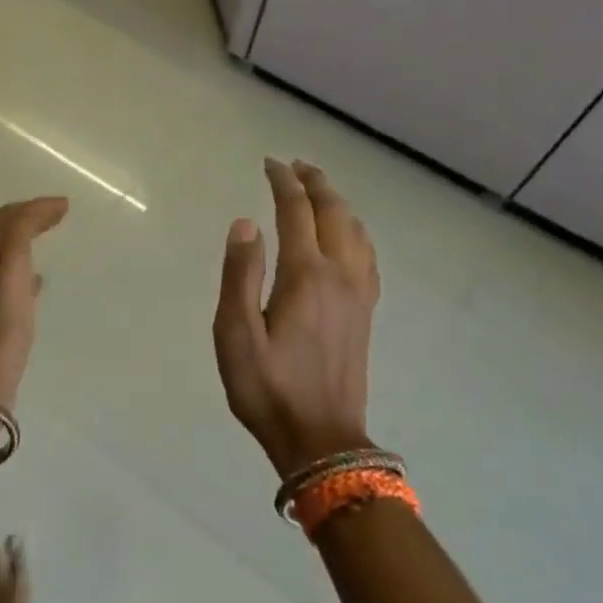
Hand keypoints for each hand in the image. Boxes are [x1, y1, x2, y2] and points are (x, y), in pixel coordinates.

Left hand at [0, 196, 68, 410]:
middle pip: (1, 232)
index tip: (66, 205)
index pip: (4, 215)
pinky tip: (38, 281)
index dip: (34, 206)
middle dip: (28, 220)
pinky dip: (25, 271)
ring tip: (48, 240)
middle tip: (57, 215)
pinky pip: (8, 281)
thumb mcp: (12, 262)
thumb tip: (48, 205)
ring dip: (25, 242)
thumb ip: (25, 228)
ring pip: (4, 255)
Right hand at [213, 159, 379, 476]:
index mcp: (305, 275)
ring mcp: (358, 294)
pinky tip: (348, 236)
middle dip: (315, 183)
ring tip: (317, 190)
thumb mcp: (235, 334)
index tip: (269, 164)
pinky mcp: (365, 312)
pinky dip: (355, 231)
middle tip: (294, 166)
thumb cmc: (268, 388)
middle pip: (333, 213)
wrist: (320, 438)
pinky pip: (366, 255)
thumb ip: (240, 274)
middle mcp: (339, 275)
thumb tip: (246, 222)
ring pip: (355, 231)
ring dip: (337, 203)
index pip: (297, 211)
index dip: (283, 183)